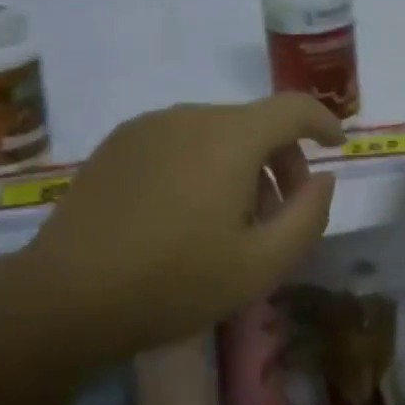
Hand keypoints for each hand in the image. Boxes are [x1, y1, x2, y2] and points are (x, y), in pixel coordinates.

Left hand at [19, 94, 343, 343]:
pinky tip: (186, 213)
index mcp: (231, 137)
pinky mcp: (116, 145)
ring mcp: (147, 127)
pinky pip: (178, 142)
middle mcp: (190, 116)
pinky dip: (201, 164)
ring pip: (215, 133)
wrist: (67, 297)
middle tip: (281, 212)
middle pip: (255, 123)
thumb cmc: (176, 281)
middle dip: (281, 159)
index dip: (323, 121)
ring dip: (240, 164)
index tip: (336, 145)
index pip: (294, 107)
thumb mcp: (263, 263)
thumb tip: (321, 179)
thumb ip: (309, 215)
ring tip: (232, 219)